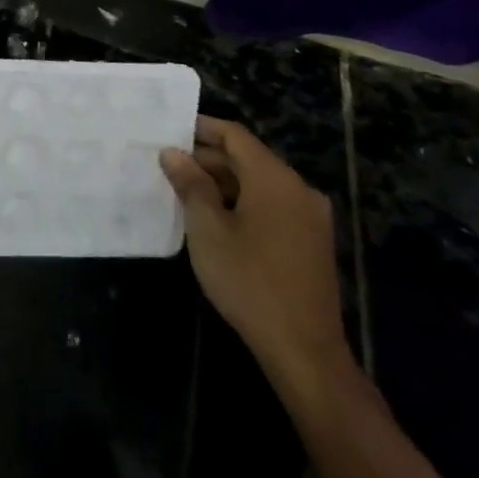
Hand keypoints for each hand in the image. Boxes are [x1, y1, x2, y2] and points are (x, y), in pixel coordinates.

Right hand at [160, 116, 350, 395]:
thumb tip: (173, 153)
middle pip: (248, 158)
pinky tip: (214, 219)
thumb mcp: (207, 228)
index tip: (168, 130)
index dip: (201, 128)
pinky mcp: (311, 242)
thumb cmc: (248, 280)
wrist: (303, 349)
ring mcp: (309, 217)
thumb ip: (190, 184)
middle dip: (207, 158)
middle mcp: (298, 189)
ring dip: (223, 182)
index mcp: (275, 179)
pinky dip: (242, 202)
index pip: (235, 136)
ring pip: (259, 184)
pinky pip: (272, 206)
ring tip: (184, 192)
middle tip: (168, 166)